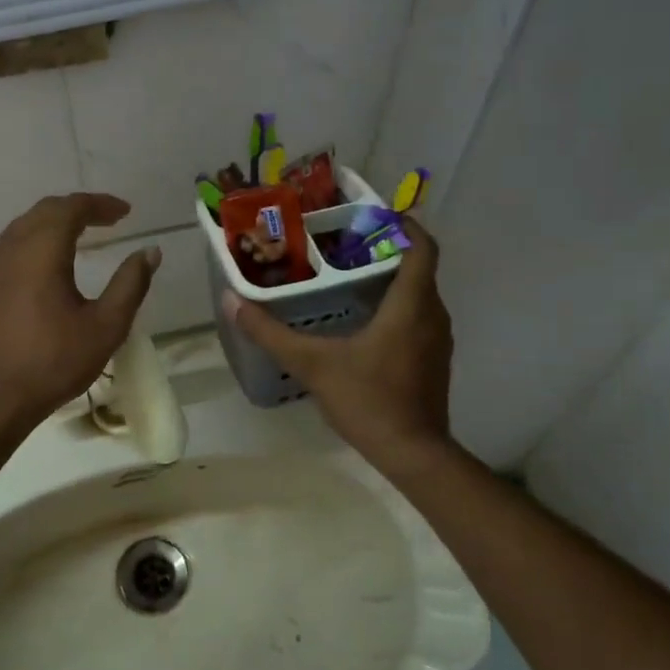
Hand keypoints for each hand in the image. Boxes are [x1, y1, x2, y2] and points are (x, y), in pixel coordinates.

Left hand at [0, 194, 161, 434]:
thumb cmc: (53, 363)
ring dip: (53, 224)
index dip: (100, 204)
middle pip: (45, 211)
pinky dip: (33, 242)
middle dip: (78, 209)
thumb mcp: (105, 326)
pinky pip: (8, 248)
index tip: (126, 213)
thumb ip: (130, 284)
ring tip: (81, 235)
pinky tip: (45, 264)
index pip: (71, 208)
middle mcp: (10, 249)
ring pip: (23, 228)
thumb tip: (150, 251)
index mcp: (41, 251)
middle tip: (109, 220)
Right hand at [223, 219, 451, 466]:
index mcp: (411, 304)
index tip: (370, 215)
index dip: (402, 225)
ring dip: (391, 279)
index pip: (422, 246)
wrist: (413, 454)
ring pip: (418, 294)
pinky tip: (362, 321)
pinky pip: (418, 317)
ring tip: (347, 276)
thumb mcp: (313, 364)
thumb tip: (232, 301)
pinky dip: (396, 306)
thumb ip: (271, 333)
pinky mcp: (434, 361)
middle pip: (418, 267)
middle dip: (385, 250)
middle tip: (342, 245)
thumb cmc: (369, 401)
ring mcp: (437, 340)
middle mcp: (433, 315)